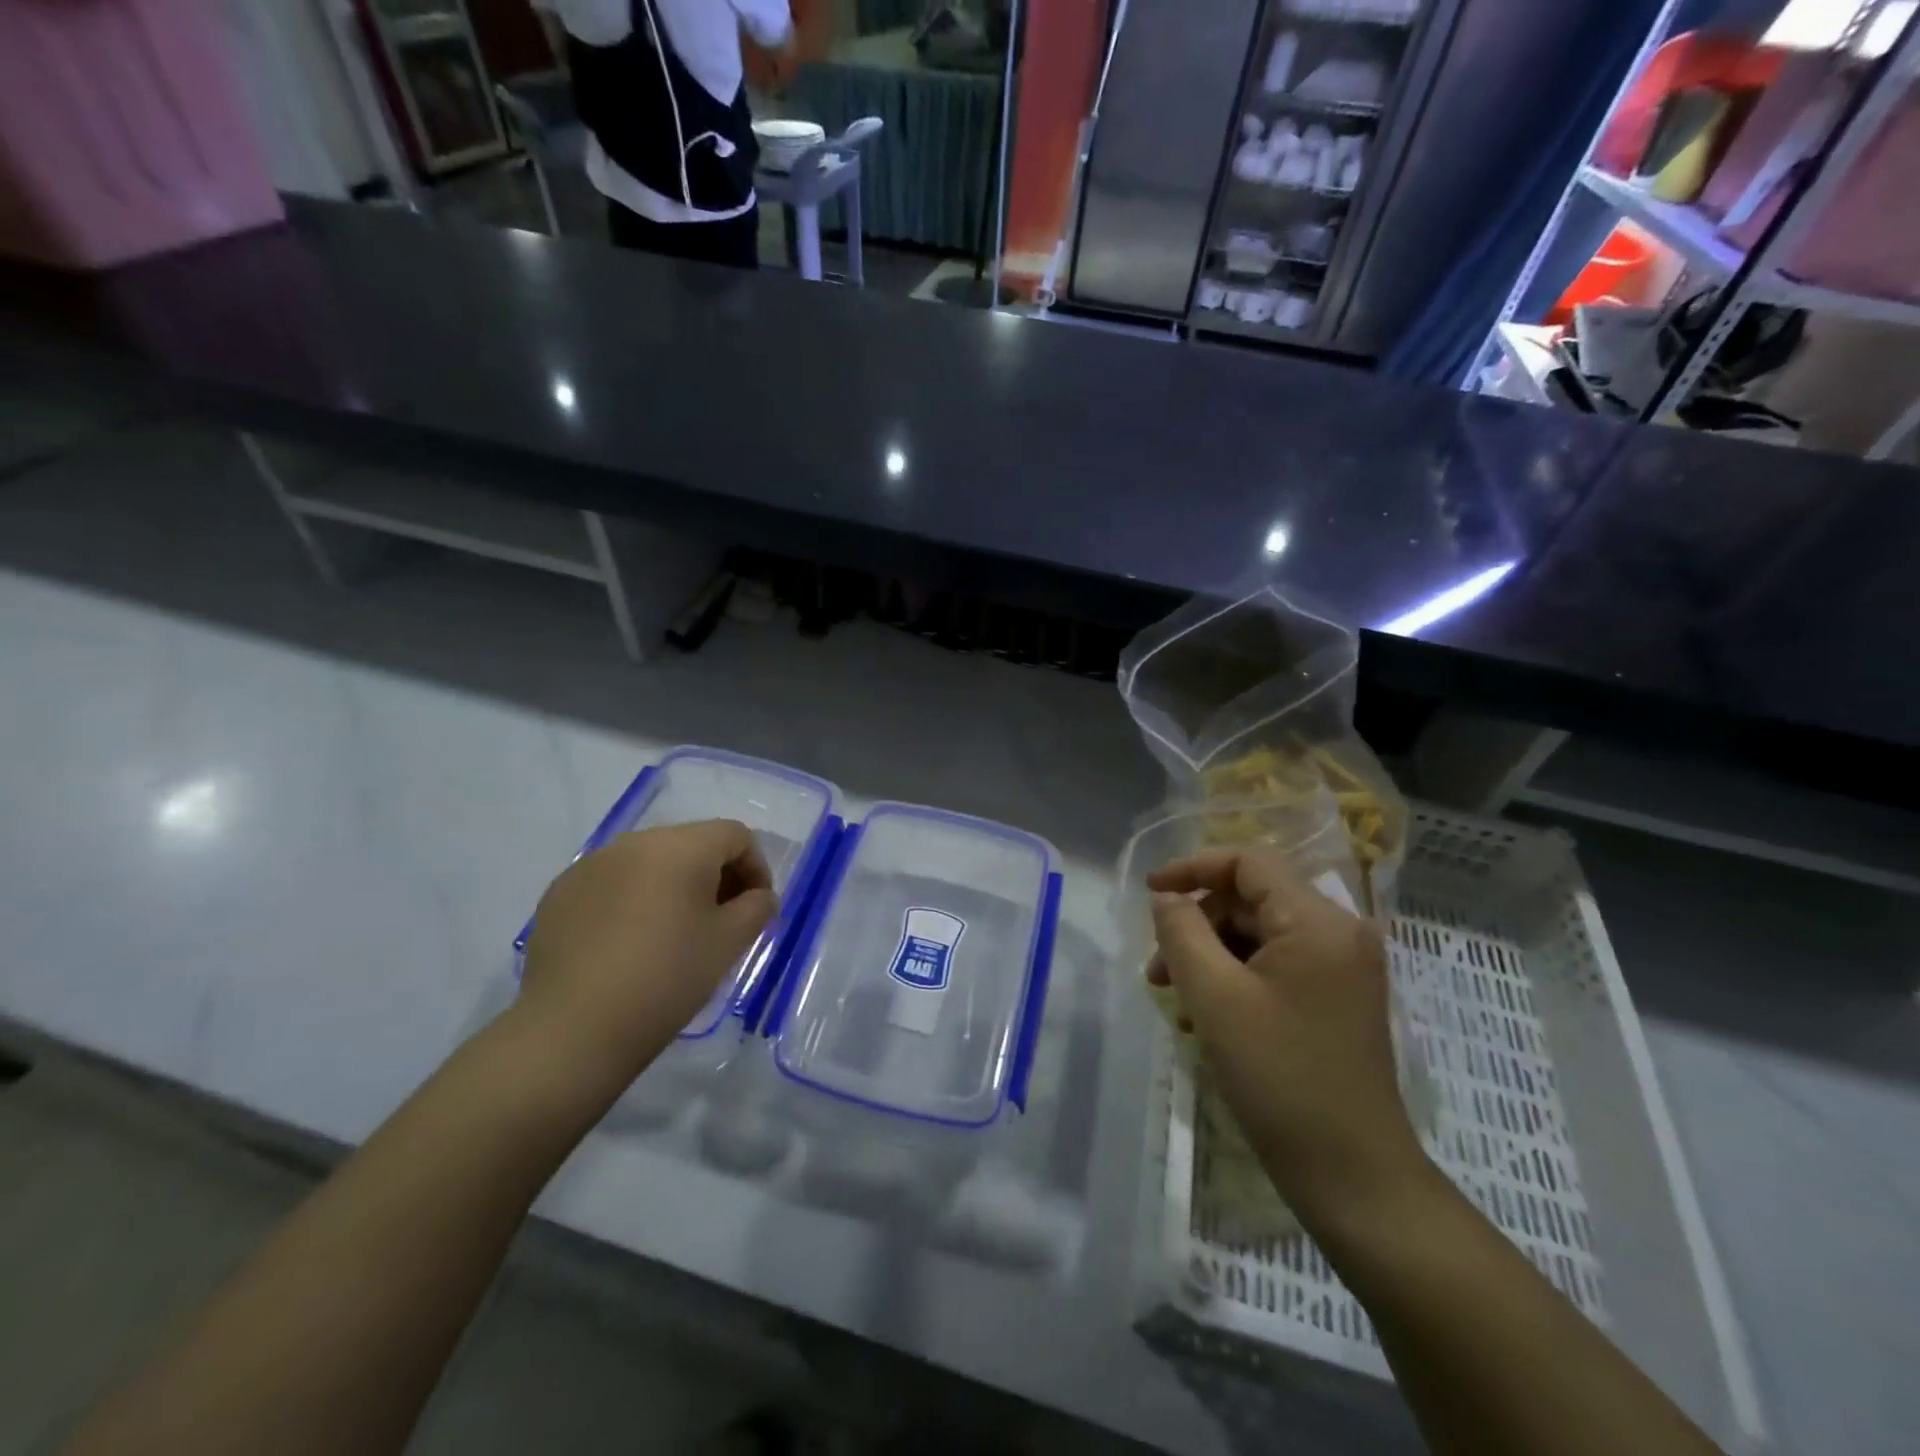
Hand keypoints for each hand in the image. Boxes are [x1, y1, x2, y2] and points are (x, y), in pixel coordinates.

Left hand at [517, 820, 775, 1089]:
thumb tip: (758, 896)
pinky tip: (629, 943)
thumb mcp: (730, 943)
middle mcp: (635, 842)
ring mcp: (591, 864)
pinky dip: (633, 899)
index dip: (756, 868)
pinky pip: (612, 882)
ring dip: (673, 886)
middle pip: (692, 843)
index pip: (735, 836)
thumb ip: (757, 907)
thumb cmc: (667, 978)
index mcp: (682, 847)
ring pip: (650, 862)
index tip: (756, 908)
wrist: (573, 1029)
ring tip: (674, 932)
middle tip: (722, 921)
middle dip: (715, 876)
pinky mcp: (561, 892)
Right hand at [1148, 849, 1425, 1223]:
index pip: (1248, 862)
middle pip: (1251, 900)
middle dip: (1197, 926)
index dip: (1193, 868)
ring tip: (1176, 1000)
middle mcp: (1340, 933)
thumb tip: (1167, 899)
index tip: (1150, 892)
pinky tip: (1207, 1018)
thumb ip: (1182, 932)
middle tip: (1158, 971)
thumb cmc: (1279, 1077)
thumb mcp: (1214, 996)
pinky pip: (1277, 965)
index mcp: (1318, 921)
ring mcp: (1343, 968)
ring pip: (1260, 934)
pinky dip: (1236, 979)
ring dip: (1211, 956)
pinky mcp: (1338, 997)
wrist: (1353, 1176)